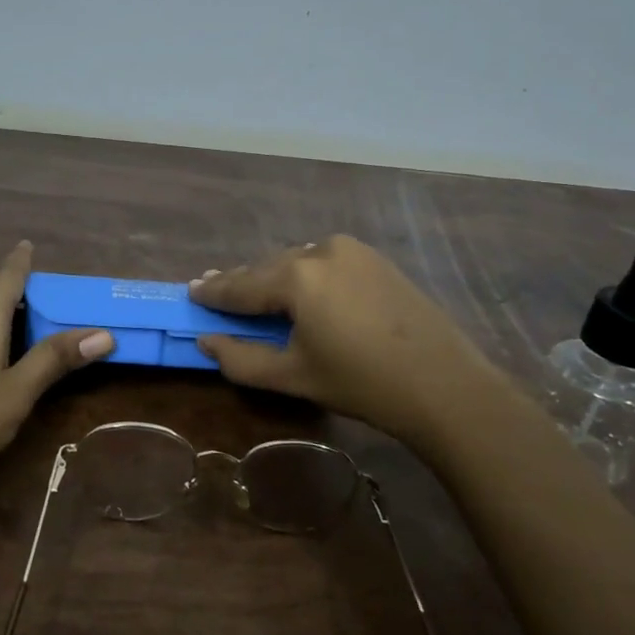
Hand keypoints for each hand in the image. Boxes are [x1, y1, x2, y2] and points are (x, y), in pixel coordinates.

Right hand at [189, 235, 504, 448]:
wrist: (444, 384)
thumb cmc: (361, 383)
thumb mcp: (293, 377)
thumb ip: (241, 359)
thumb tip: (206, 342)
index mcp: (297, 277)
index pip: (241, 284)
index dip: (213, 292)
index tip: (190, 291)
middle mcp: (321, 250)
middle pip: (268, 268)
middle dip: (243, 284)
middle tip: (217, 293)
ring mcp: (353, 250)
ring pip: (297, 262)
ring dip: (275, 279)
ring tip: (257, 296)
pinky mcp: (375, 259)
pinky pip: (325, 262)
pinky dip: (305, 276)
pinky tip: (302, 292)